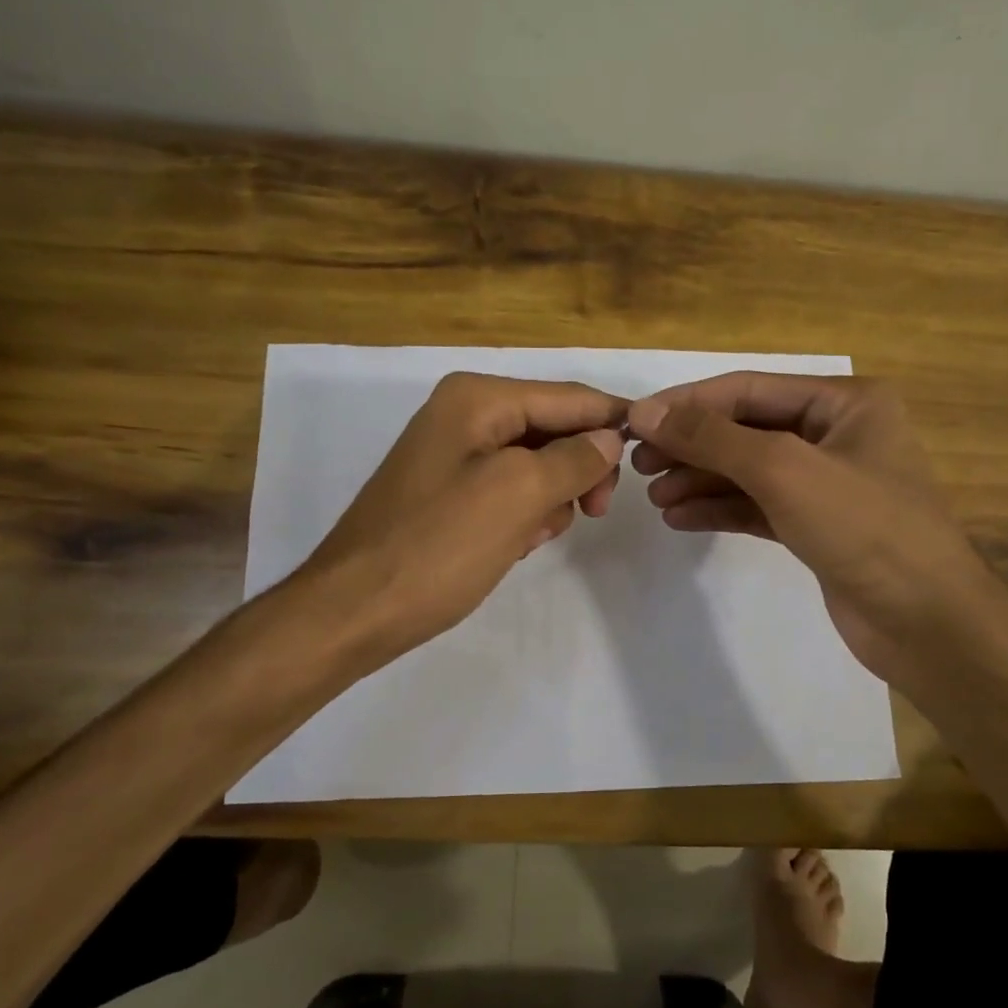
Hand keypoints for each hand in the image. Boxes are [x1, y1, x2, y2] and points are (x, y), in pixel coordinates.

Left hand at [292, 372, 625, 665]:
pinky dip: (524, 512)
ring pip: (535, 462)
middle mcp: (464, 413)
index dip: (614, 420)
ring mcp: (453, 453)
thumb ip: (574, 459)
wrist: (353, 610)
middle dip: (579, 467)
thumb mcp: (518, 495)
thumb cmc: (438, 547)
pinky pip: (508, 489)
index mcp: (478, 398)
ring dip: (551, 496)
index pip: (568, 397)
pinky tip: (517, 544)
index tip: (654, 452)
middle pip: (552, 427)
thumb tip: (610, 438)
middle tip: (596, 513)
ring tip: (537, 536)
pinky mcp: (448, 492)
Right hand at [626, 372, 983, 686]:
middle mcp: (836, 434)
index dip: (688, 404)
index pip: (748, 389)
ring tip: (655, 496)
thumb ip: (713, 437)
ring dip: (700, 480)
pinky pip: (757, 506)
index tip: (634, 422)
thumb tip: (646, 411)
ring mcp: (826, 483)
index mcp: (844, 402)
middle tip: (638, 464)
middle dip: (692, 445)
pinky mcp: (816, 527)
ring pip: (748, 470)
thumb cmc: (864, 528)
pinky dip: (719, 509)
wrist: (927, 623)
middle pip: (745, 429)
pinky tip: (680, 518)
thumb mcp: (783, 469)